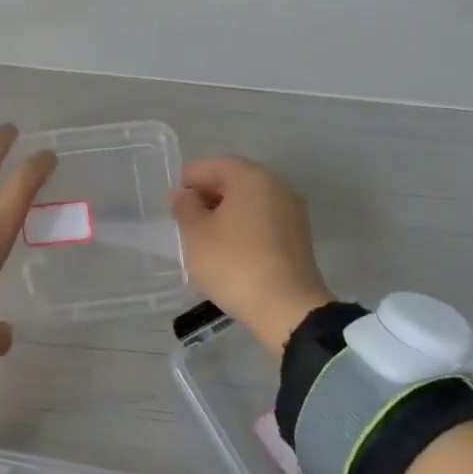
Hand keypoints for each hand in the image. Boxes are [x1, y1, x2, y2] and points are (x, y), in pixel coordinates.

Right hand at [170, 156, 333, 354]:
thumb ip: (185, 207)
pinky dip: (244, 224)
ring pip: (251, 200)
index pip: (216, 164)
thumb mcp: (196, 234)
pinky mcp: (298, 237)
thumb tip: (183, 195)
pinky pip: (264, 218)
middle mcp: (277, 187)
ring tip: (203, 232)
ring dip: (226, 209)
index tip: (175, 196)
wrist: (287, 309)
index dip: (191, 176)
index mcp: (252, 178)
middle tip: (185, 214)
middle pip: (236, 179)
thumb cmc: (234, 263)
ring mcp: (292, 212)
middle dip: (209, 192)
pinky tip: (227, 245)